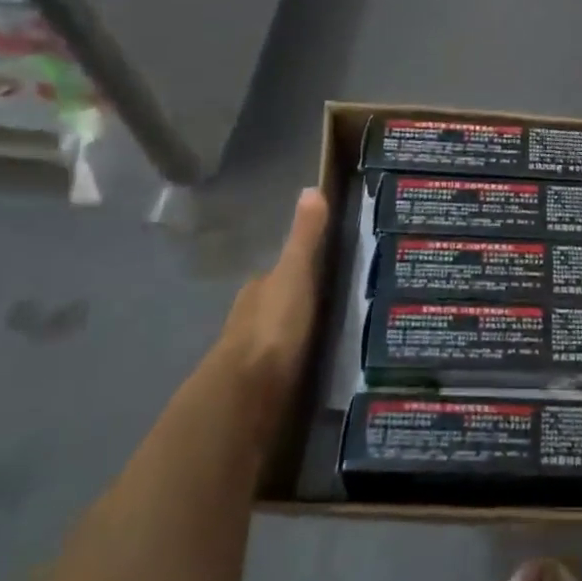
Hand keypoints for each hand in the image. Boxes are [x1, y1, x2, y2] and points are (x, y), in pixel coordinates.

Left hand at [208, 188, 331, 429]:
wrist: (248, 392)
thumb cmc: (273, 325)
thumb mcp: (296, 272)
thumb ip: (305, 236)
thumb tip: (310, 188)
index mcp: (257, 290)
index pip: (276, 274)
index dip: (297, 270)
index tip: (323, 271)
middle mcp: (249, 319)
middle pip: (275, 305)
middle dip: (297, 305)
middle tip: (333, 305)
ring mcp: (251, 356)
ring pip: (277, 337)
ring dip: (295, 335)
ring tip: (330, 336)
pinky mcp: (259, 387)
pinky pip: (280, 367)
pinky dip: (294, 363)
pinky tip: (313, 367)